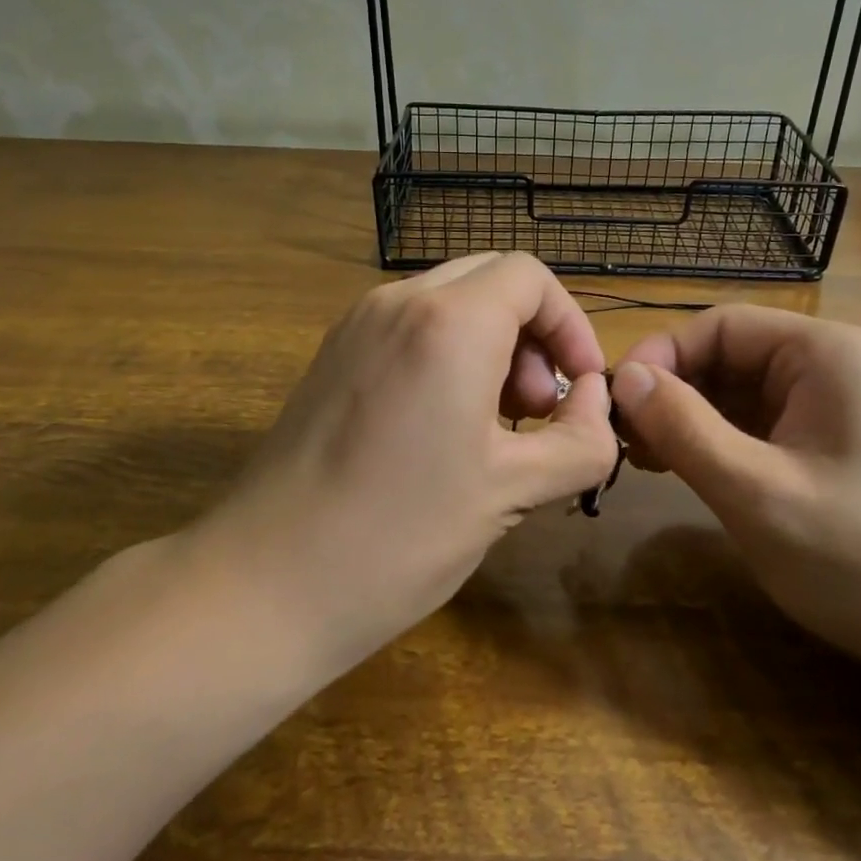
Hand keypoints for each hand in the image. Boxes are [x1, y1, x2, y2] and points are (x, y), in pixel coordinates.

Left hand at [199, 253, 616, 675]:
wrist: (265, 583)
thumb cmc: (401, 535)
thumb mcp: (513, 490)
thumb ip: (581, 438)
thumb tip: (595, 400)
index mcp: (448, 322)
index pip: (530, 278)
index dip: (571, 325)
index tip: (581, 388)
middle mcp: (398, 302)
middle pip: (491, 280)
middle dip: (532, 334)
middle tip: (536, 410)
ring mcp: (356, 325)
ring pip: (449, 302)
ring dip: (492, 345)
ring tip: (497, 425)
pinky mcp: (332, 356)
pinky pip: (410, 328)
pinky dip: (448, 355)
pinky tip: (445, 427)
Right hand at [612, 306, 860, 680]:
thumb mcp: (759, 493)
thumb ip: (685, 429)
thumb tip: (624, 377)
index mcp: (827, 353)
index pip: (720, 326)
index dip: (661, 357)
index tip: (615, 405)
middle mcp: (834, 365)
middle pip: (729, 356)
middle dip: (673, 392)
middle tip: (624, 442)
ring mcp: (836, 406)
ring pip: (740, 393)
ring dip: (690, 420)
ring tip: (645, 460)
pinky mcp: (833, 443)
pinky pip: (760, 425)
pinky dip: (719, 443)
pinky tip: (687, 471)